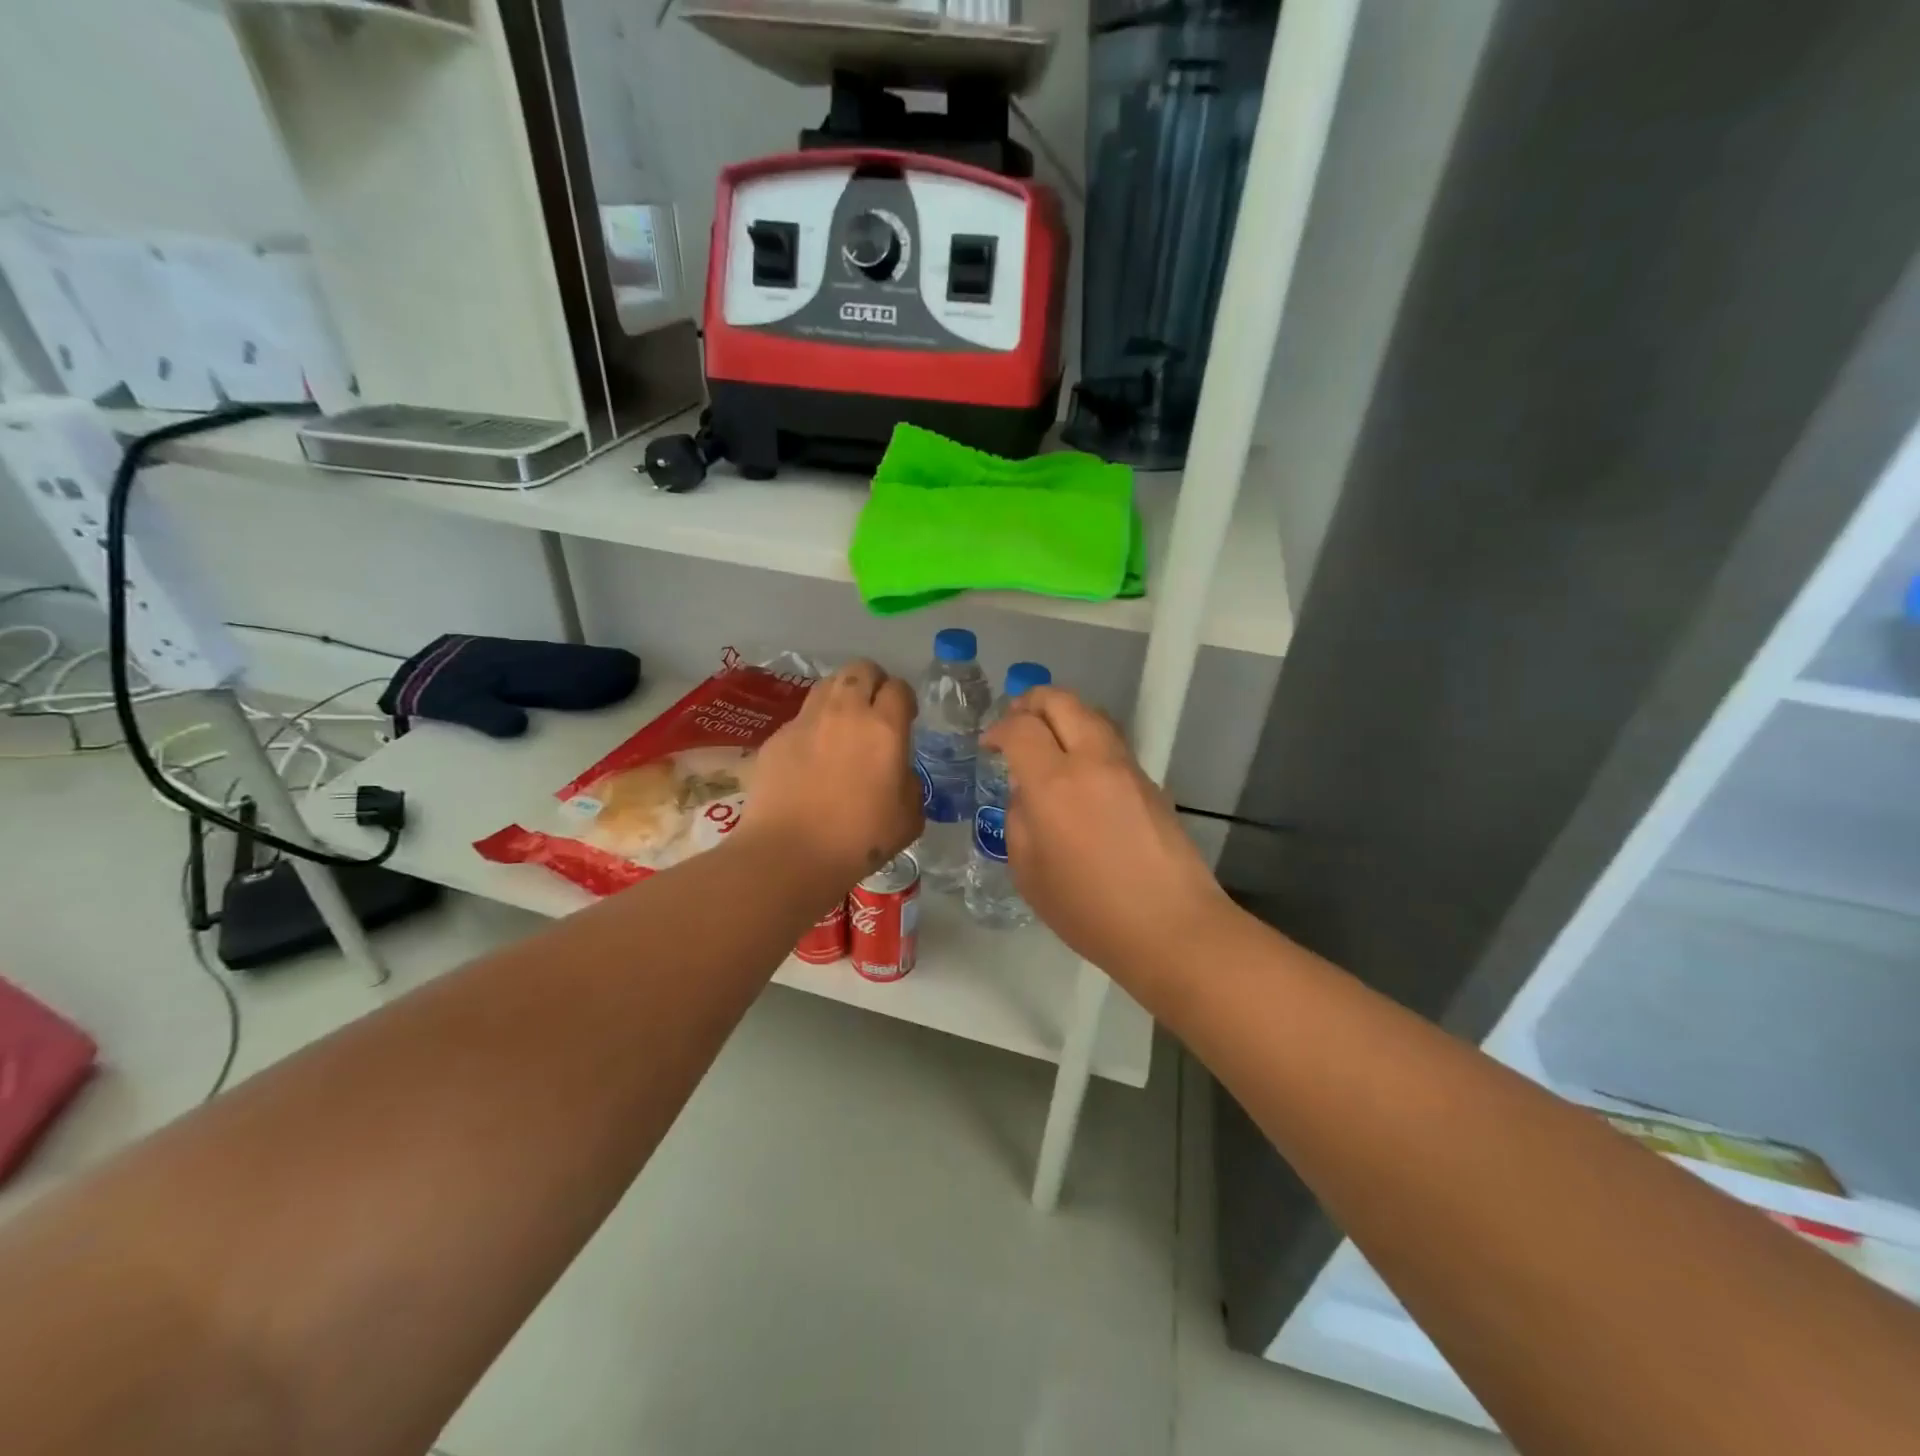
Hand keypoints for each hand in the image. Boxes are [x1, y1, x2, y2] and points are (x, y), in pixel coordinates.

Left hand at [745, 659, 922, 891]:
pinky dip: (812, 728)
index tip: (905, 718)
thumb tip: (897, 773)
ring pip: (827, 685)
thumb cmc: (859, 840)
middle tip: (874, 712)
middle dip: (873, 683)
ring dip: (841, 697)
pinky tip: (811, 759)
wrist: (789, 854)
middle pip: (861, 670)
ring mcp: (806, 722)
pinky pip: (801, 718)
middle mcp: (845, 712)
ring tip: (842, 727)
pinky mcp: (777, 737)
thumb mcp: (909, 818)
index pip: (899, 688)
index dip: (905, 700)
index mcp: (884, 728)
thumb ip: (909, 784)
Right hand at [983, 686, 1231, 982]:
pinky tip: (1079, 770)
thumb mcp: (1029, 872)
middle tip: (1016, 719)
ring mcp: (1127, 769)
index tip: (989, 744)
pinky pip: (1111, 744)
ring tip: (1047, 737)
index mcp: (1055, 784)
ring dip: (1064, 715)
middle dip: (1033, 701)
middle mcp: (1093, 762)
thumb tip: (1027, 792)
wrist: (1171, 927)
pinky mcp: (1151, 783)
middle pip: (1063, 702)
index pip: (1022, 729)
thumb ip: (1019, 820)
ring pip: (1093, 716)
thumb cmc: (1089, 910)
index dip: (999, 729)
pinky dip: (1088, 739)